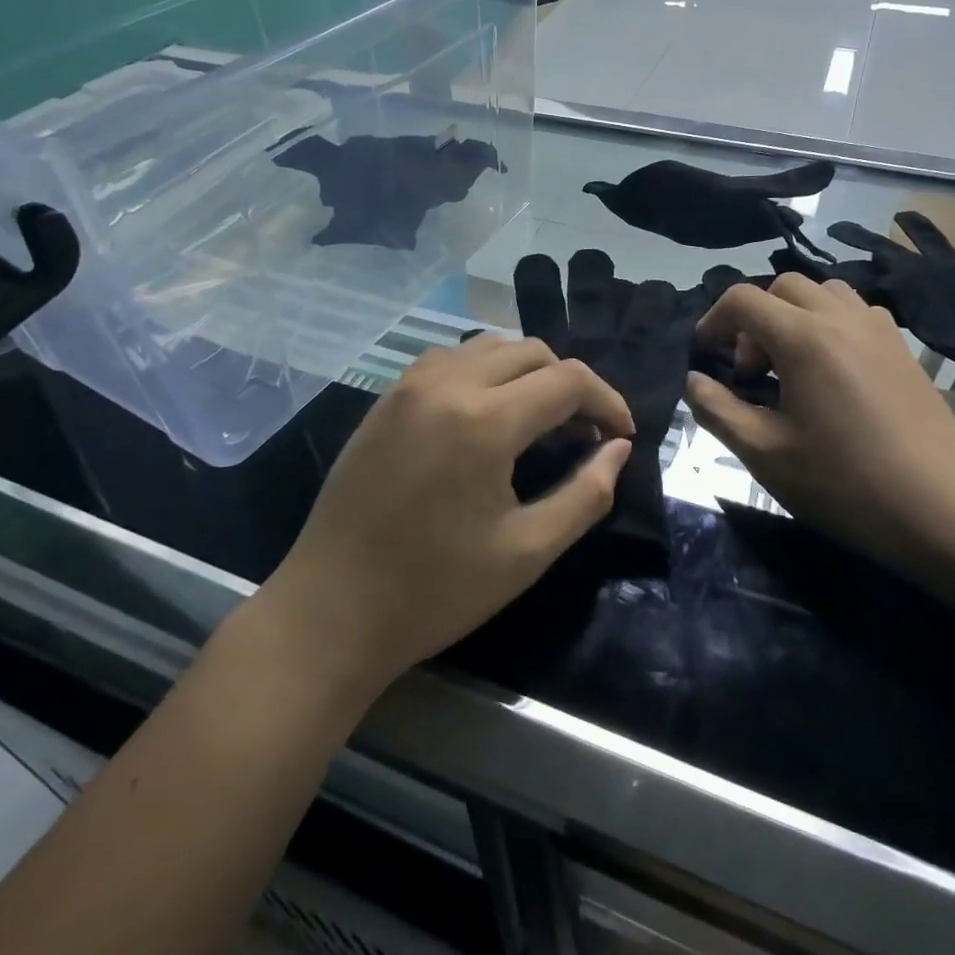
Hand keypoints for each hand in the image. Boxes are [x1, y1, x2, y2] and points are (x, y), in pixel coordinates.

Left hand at [257, 336, 633, 694]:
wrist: (332, 608)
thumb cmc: (435, 590)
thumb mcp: (527, 551)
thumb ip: (586, 494)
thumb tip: (617, 449)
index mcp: (484, 420)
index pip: (568, 380)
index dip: (607, 401)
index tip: (621, 436)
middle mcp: (447, 384)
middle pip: (532, 351)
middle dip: (570, 384)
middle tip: (584, 433)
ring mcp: (409, 385)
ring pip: (489, 346)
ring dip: (527, 372)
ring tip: (540, 420)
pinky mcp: (386, 397)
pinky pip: (450, 359)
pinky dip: (484, 371)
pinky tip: (486, 414)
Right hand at [684, 276, 954, 558]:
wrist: (943, 511)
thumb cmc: (844, 483)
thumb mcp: (764, 453)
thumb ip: (718, 409)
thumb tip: (694, 381)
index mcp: (803, 339)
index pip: (743, 300)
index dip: (714, 321)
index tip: (706, 356)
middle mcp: (841, 318)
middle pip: (782, 287)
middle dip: (754, 318)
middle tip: (751, 370)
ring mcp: (879, 329)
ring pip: (823, 292)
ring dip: (793, 315)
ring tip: (791, 365)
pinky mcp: (903, 349)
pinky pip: (855, 312)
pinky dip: (829, 324)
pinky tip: (831, 373)